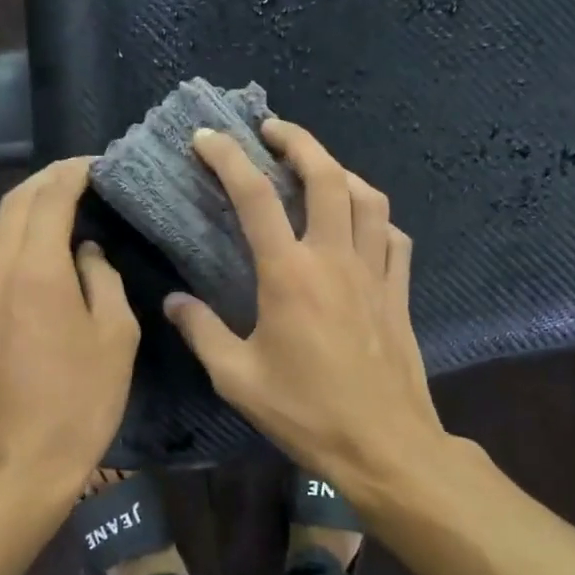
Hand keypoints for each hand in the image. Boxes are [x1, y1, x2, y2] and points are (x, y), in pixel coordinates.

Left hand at [0, 159, 138, 490]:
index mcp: (37, 270)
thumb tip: (87, 254)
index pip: (50, 199)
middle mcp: (2, 271)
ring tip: (64, 198)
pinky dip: (19, 231)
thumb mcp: (115, 335)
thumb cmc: (82, 399)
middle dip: (47, 179)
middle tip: (83, 173)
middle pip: (15, 204)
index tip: (99, 163)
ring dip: (29, 203)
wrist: (25, 459)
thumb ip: (103, 280)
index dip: (73, 173)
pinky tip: (45, 241)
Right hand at [162, 121, 444, 487]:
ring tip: (317, 167)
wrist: (383, 444)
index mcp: (289, 274)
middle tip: (271, 130)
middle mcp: (335, 258)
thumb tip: (174, 301)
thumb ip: (202, 332)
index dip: (228, 158)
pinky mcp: (399, 292)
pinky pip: (394, 237)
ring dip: (340, 170)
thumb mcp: (237, 379)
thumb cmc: (306, 413)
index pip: (255, 197)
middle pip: (325, 176)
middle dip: (298, 140)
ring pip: (368, 198)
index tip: (207, 137)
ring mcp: (375, 272)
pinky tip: (362, 224)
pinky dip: (375, 217)